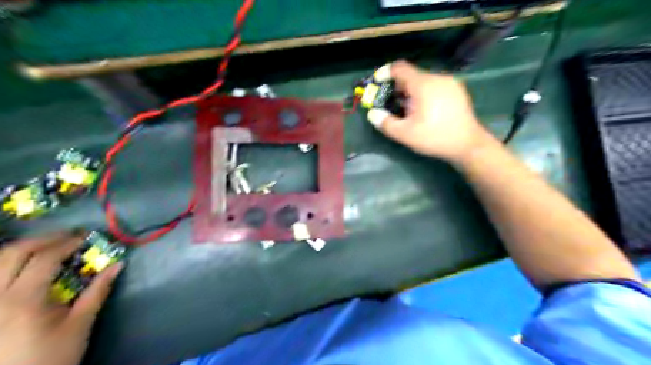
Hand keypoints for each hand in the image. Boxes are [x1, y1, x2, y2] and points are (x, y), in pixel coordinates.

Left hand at [0, 233, 122, 364]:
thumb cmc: (52, 356)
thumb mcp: (80, 324)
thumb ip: (97, 291)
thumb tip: (118, 265)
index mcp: (23, 301)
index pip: (44, 259)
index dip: (67, 243)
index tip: (87, 238)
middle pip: (13, 253)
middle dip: (43, 239)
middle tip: (68, 236)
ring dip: (22, 249)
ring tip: (47, 247)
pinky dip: (7, 264)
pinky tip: (23, 266)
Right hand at [368, 61, 489, 162]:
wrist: (468, 144)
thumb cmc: (434, 137)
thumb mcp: (405, 134)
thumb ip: (386, 123)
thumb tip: (372, 114)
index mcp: (423, 84)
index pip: (400, 68)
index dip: (385, 73)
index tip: (377, 83)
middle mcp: (437, 77)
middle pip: (411, 75)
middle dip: (397, 87)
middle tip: (391, 103)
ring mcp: (449, 83)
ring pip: (423, 81)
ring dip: (410, 91)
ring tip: (407, 109)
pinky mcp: (457, 90)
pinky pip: (434, 85)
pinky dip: (423, 93)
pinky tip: (424, 110)